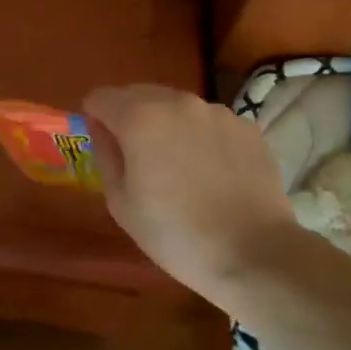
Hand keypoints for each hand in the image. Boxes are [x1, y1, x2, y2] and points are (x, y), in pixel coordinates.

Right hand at [83, 85, 298, 300]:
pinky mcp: (247, 127)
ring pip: (177, 107)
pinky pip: (210, 122)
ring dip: (168, 126)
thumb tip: (102, 129)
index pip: (100, 97)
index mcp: (139, 117)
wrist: (255, 255)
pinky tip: (212, 174)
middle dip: (130, 118)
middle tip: (140, 160)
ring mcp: (216, 112)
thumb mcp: (121, 203)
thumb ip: (105, 154)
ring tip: (181, 168)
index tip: (105, 147)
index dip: (95, 119)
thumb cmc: (175, 234)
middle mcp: (177, 102)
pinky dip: (202, 137)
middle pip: (138, 94)